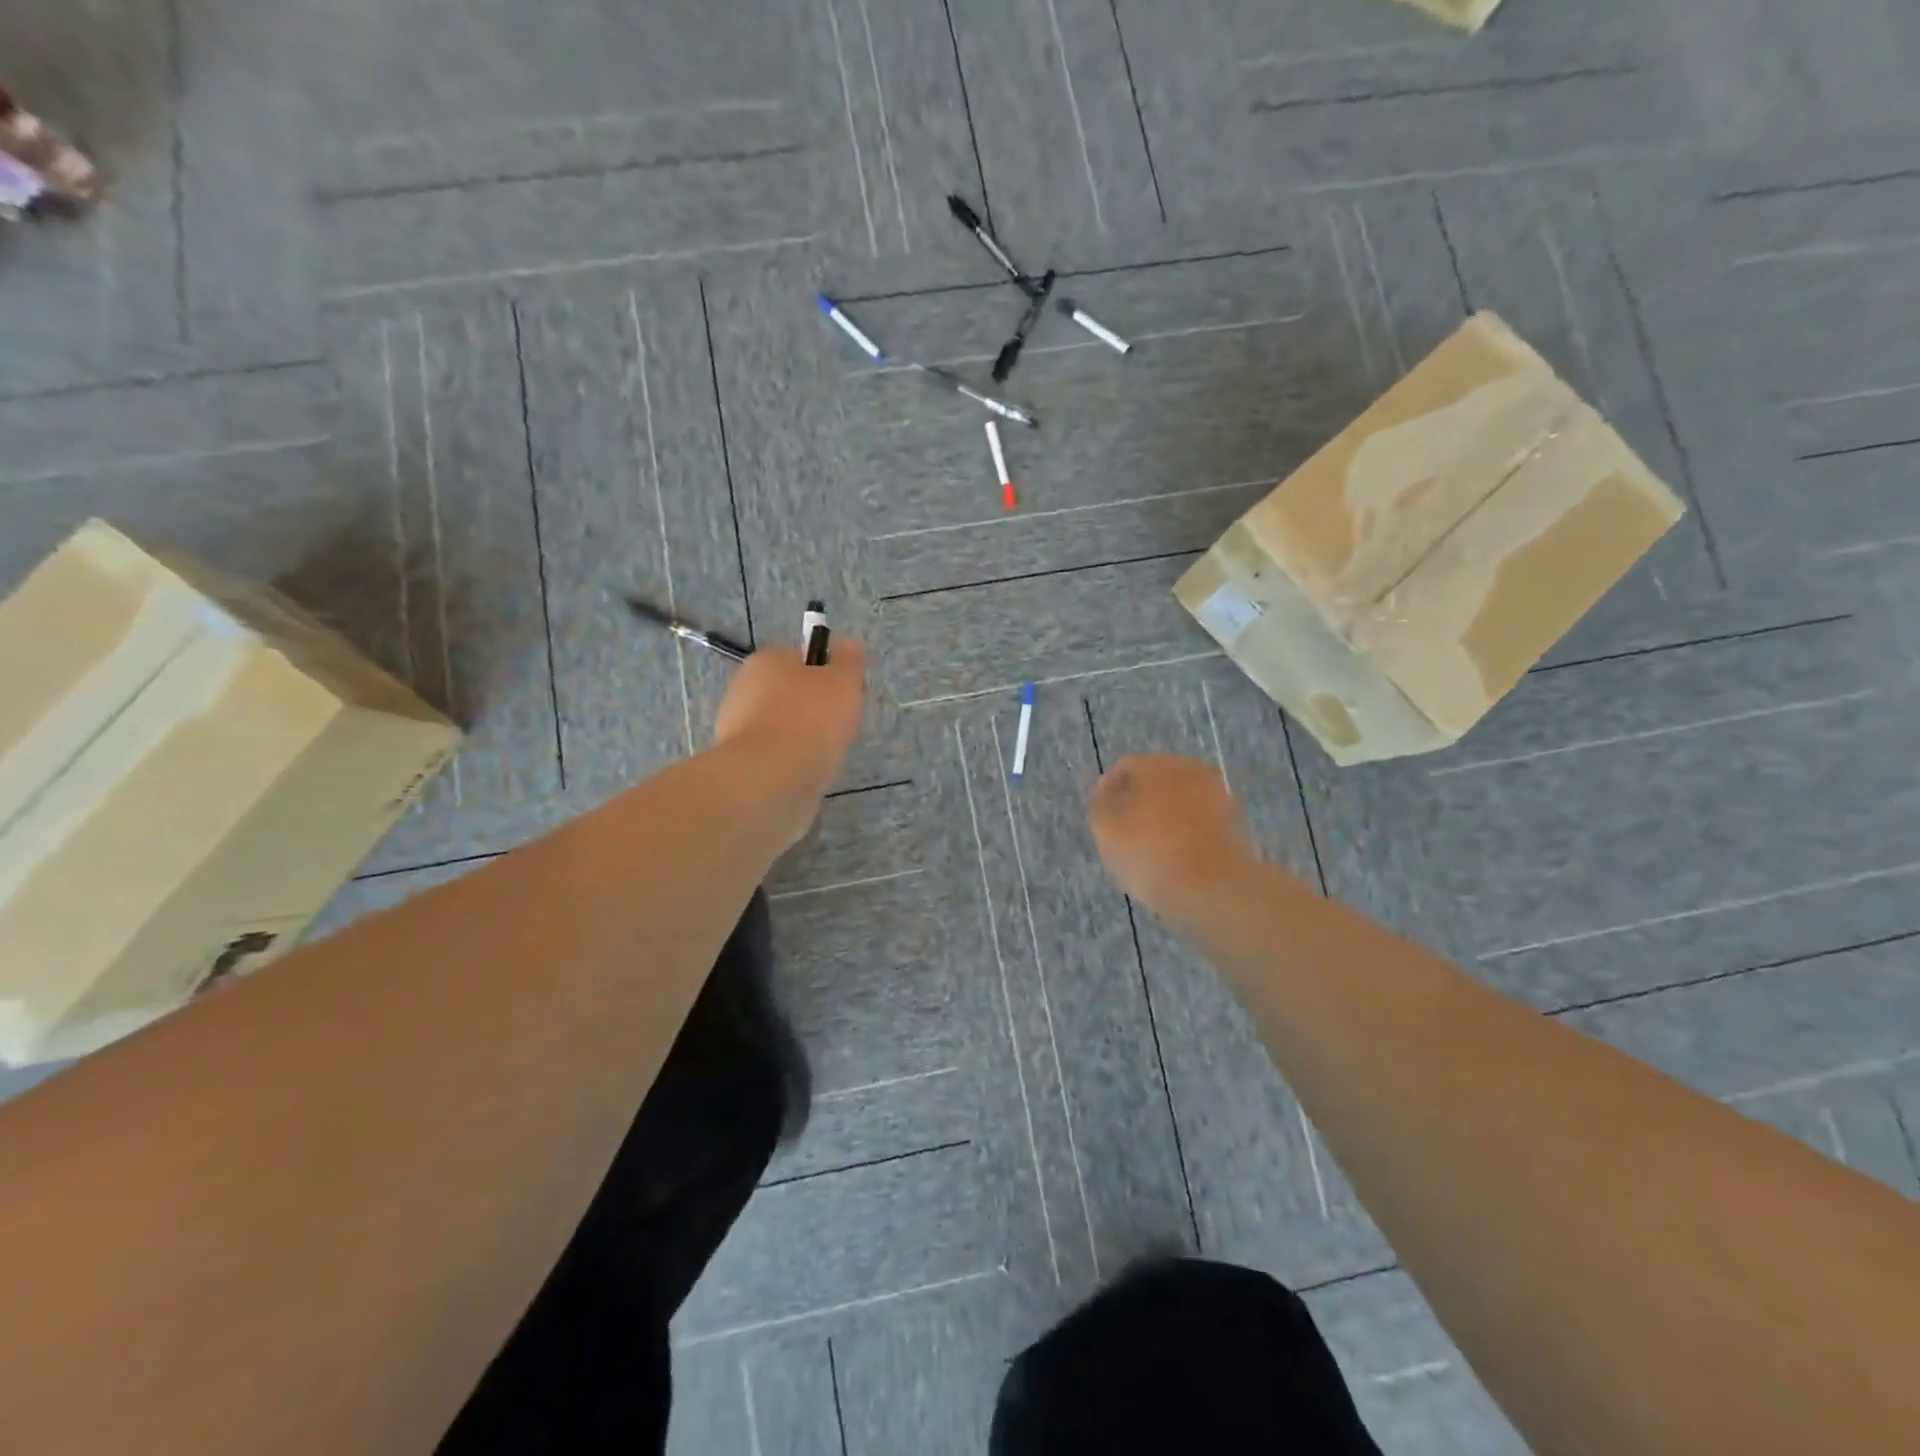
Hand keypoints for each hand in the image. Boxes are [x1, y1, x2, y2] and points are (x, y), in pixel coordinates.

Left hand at [714, 640, 866, 847]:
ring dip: (807, 737)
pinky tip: (807, 772)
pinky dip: (794, 761)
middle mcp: (745, 687)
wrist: (771, 779)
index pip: (805, 657)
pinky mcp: (741, 762)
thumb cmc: (810, 719)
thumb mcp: (843, 681)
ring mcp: (738, 726)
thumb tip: (848, 645)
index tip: (851, 694)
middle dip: (820, 708)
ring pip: (786, 726)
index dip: (832, 673)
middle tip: (842, 726)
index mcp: (766, 660)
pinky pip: (778, 754)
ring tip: (826, 754)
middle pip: (794, 692)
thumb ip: (849, 660)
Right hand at [1088, 754, 1256, 919]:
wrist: (1212, 887)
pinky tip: (1177, 859)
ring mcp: (1216, 794)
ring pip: (1179, 801)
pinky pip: (1199, 822)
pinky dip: (1187, 834)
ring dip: (1165, 818)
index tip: (1103, 822)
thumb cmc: (1148, 851)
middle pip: (1155, 782)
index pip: (1124, 768)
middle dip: (1140, 803)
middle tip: (1126, 835)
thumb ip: (1101, 802)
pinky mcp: (1234, 822)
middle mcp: (1189, 768)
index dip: (1109, 793)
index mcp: (1155, 762)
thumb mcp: (1105, 827)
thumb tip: (1109, 788)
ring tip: (1151, 851)